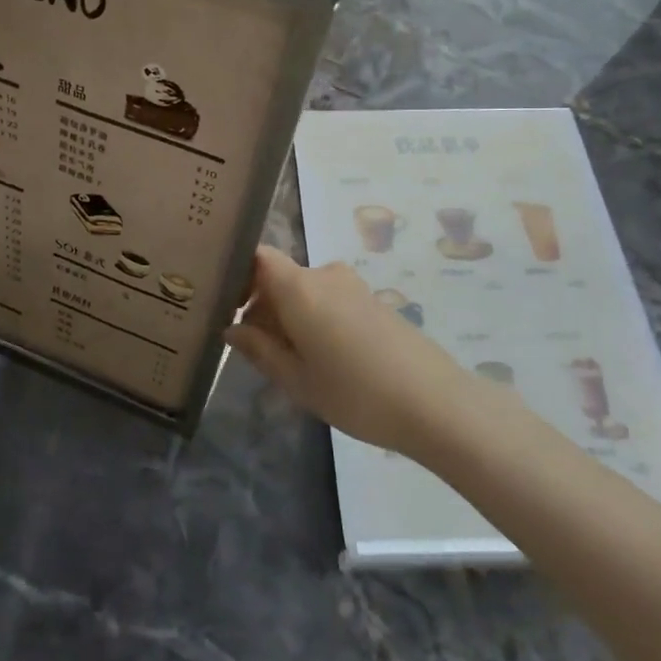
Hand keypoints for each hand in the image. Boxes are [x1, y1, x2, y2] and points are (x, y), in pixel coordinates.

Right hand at [225, 247, 508, 459]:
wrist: (435, 403)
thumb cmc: (355, 392)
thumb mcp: (296, 379)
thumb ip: (259, 349)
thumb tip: (231, 328)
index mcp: (299, 287)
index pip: (256, 257)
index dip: (236, 275)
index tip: (224, 307)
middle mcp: (325, 275)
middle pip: (279, 277)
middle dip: (260, 306)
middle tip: (253, 349)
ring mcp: (353, 287)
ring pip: (304, 291)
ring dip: (288, 316)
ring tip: (290, 361)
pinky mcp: (373, 302)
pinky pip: (328, 300)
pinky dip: (314, 319)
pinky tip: (323, 359)